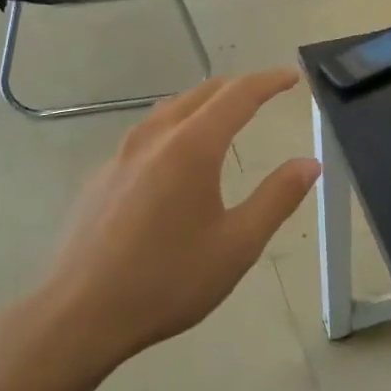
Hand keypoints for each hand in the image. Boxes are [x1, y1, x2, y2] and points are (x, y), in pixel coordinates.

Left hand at [20, 71, 319, 372]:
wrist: (80, 314)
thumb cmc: (168, 280)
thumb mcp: (238, 244)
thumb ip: (277, 198)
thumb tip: (310, 163)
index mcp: (191, 148)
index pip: (237, 95)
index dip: (268, 82)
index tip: (292, 77)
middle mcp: (153, 138)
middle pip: (200, 94)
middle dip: (236, 86)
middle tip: (264, 91)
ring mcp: (119, 156)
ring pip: (168, 111)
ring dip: (202, 104)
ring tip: (223, 115)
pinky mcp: (100, 178)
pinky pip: (145, 136)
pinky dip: (174, 129)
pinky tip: (175, 159)